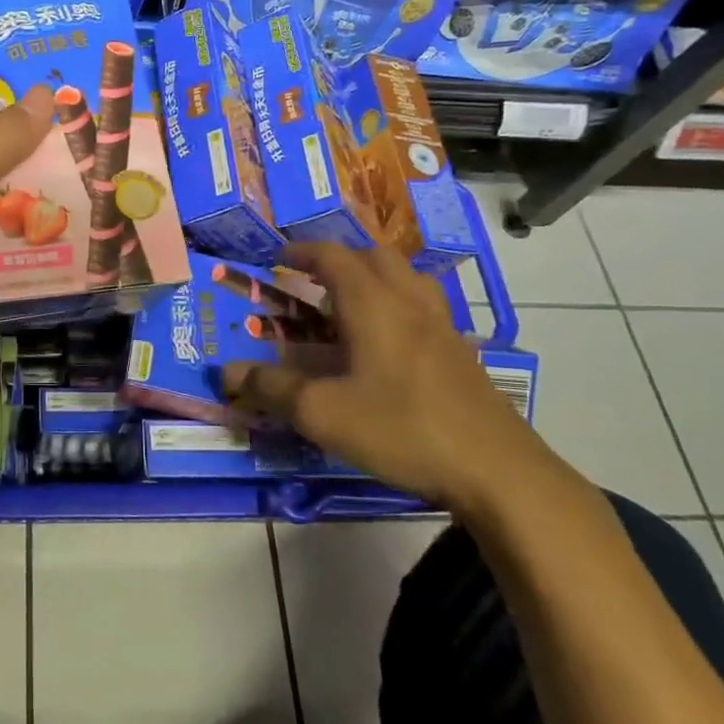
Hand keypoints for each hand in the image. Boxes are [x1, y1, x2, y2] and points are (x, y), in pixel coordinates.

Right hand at [221, 242, 552, 511]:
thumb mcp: (322, 413)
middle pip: (374, 257)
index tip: (278, 258)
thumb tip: (226, 374)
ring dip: (373, 278)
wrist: (497, 471)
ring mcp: (443, 326)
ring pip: (406, 279)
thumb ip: (271, 389)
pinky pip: (423, 308)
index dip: (302, 252)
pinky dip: (397, 306)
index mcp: (373, 303)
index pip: (334, 257)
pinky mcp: (461, 354)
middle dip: (339, 260)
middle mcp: (409, 302)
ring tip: (349, 305)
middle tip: (311, 281)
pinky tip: (386, 346)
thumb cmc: (401, 429)